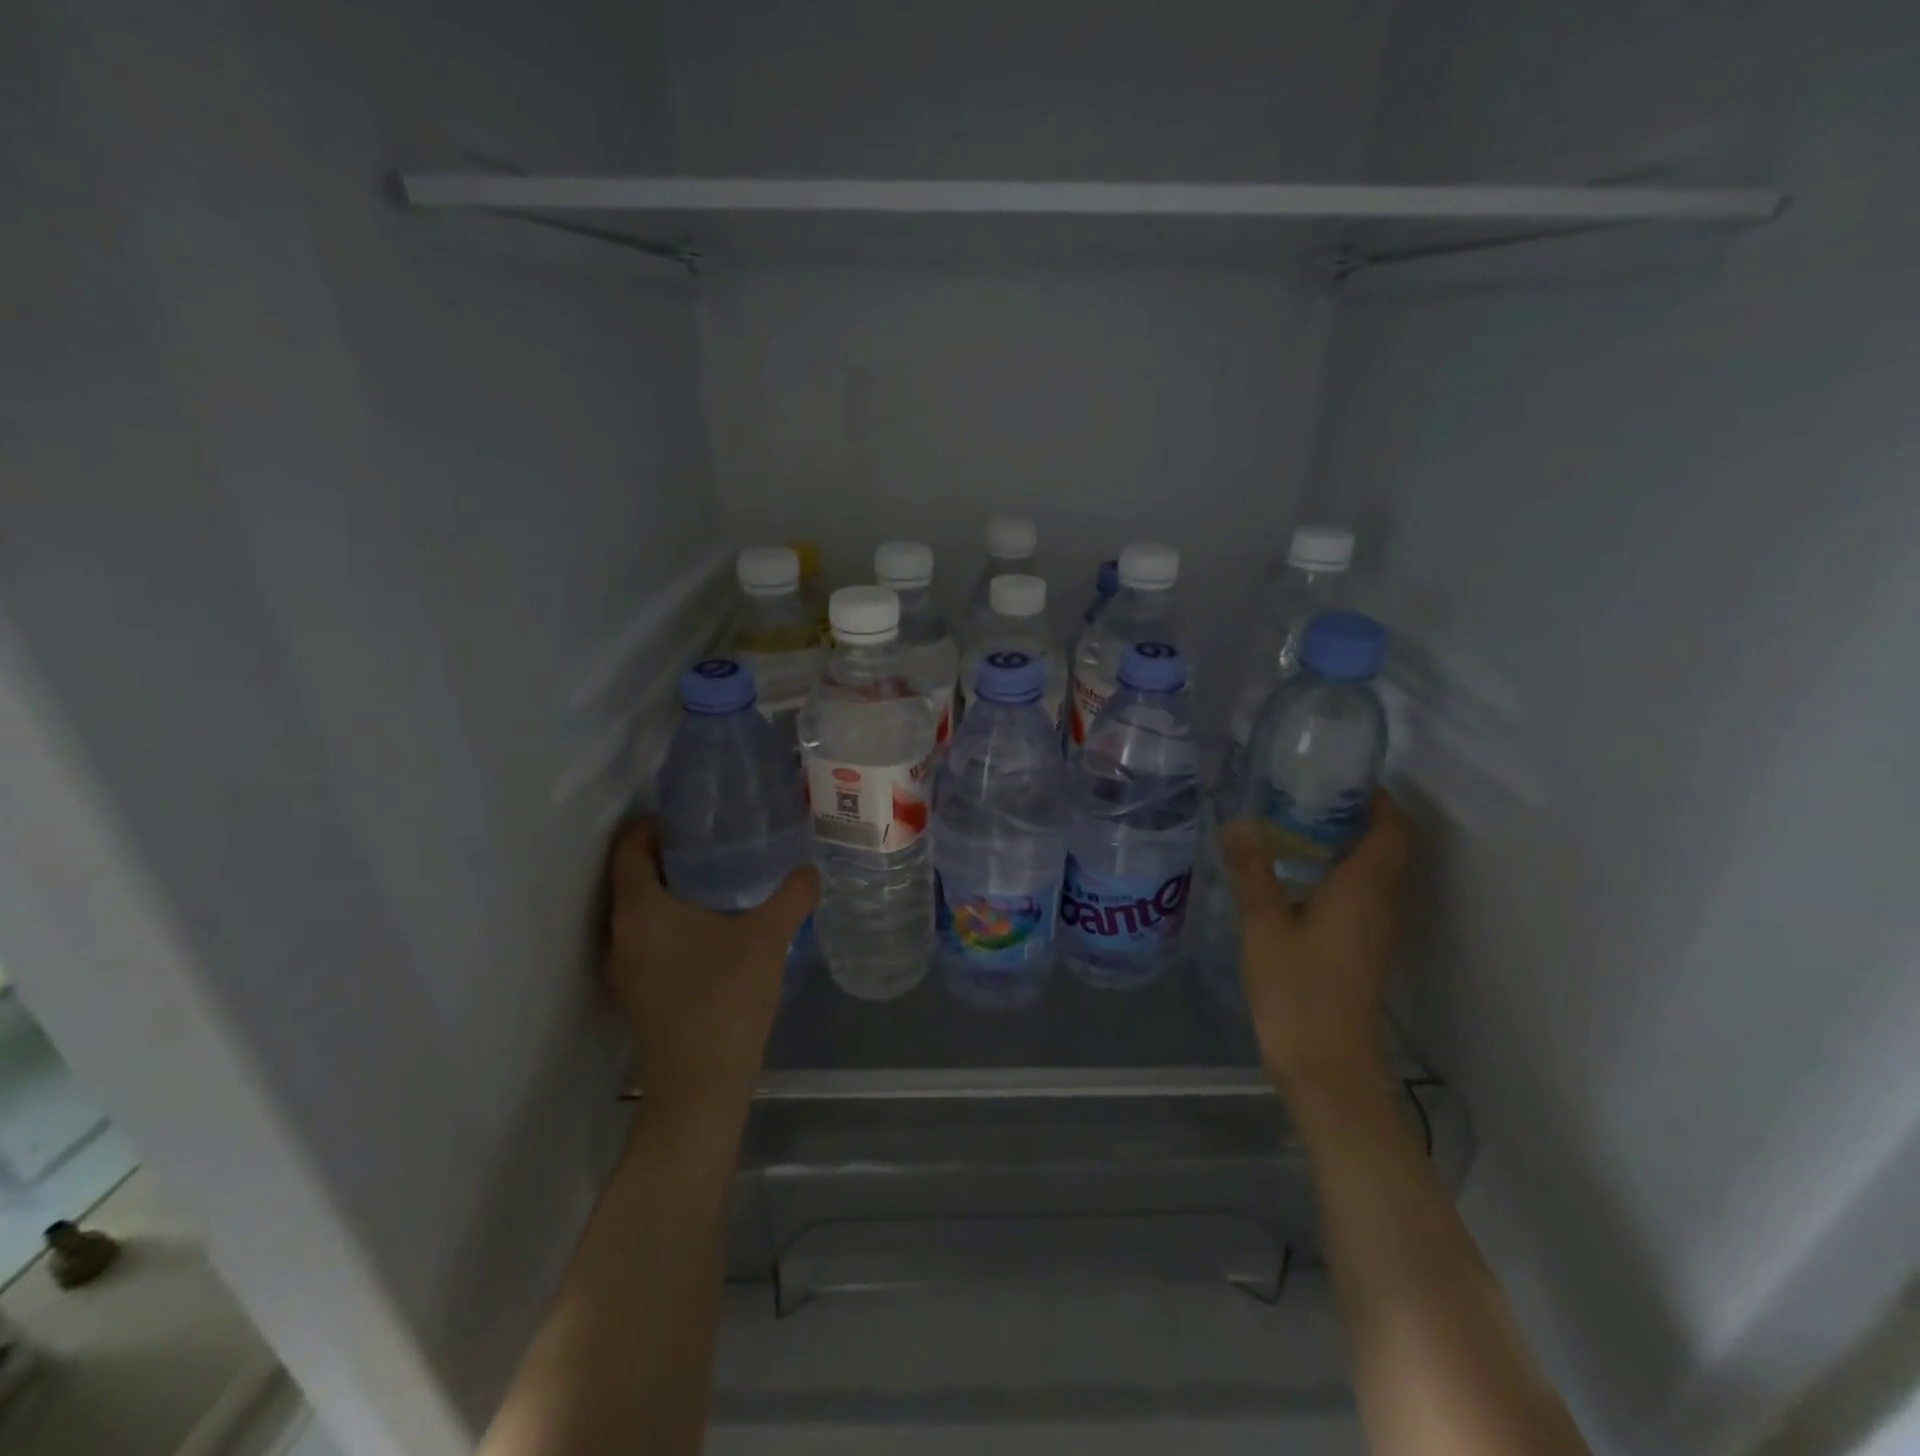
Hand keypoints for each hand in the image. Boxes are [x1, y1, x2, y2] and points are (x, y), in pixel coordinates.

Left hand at [604, 819, 817, 1131]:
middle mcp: (621, 933)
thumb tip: (810, 869)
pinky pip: (647, 940)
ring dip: (668, 892)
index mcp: (641, 909)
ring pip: (640, 912)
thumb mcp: (768, 937)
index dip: (650, 825)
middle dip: (666, 856)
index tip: (684, 814)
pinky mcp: (636, 993)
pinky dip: (670, 923)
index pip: (630, 848)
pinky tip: (710, 928)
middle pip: (632, 878)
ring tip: (715, 879)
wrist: (702, 1083)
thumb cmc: (726, 997)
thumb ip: (792, 896)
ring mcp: (624, 967)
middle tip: (711, 840)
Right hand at [1217, 790, 1410, 1094]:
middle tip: (1312, 795)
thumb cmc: (1297, 989)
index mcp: (1364, 889)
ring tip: (1302, 826)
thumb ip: (1252, 871)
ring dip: (1353, 845)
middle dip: (1362, 816)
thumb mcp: (1263, 924)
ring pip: (1379, 873)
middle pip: (1390, 848)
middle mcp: (1382, 904)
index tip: (1344, 778)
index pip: (1391, 830)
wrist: (1325, 1063)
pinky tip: (1302, 876)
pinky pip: (1366, 895)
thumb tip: (1237, 822)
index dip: (1379, 800)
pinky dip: (1345, 873)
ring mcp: (1377, 930)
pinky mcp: (1365, 949)